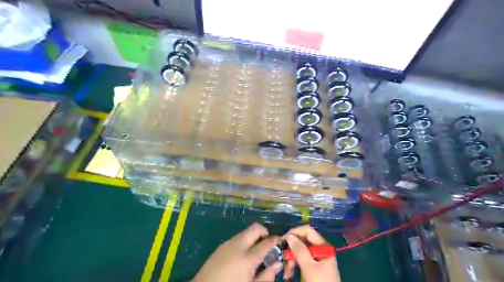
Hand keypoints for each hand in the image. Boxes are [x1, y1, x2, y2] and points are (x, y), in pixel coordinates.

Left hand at [192, 222, 280, 281]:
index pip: (267, 242)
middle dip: (264, 232)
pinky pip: (237, 237)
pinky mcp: (221, 245)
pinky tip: (242, 254)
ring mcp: (228, 243)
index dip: (276, 240)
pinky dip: (244, 241)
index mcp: (248, 258)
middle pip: (255, 228)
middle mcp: (238, 245)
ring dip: (253, 236)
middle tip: (268, 244)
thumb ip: (266, 276)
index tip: (280, 241)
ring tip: (255, 250)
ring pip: (246, 231)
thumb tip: (278, 263)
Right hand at [282, 224, 339, 281]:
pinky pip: (301, 260)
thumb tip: (289, 236)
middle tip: (282, 258)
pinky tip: (289, 274)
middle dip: (291, 249)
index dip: (295, 232)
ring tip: (286, 272)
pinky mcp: (313, 267)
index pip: (307, 230)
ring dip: (291, 260)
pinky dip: (294, 265)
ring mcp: (317, 258)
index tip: (283, 240)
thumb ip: (299, 250)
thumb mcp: (309, 267)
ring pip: (300, 251)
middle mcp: (320, 249)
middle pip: (302, 241)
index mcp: (323, 246)